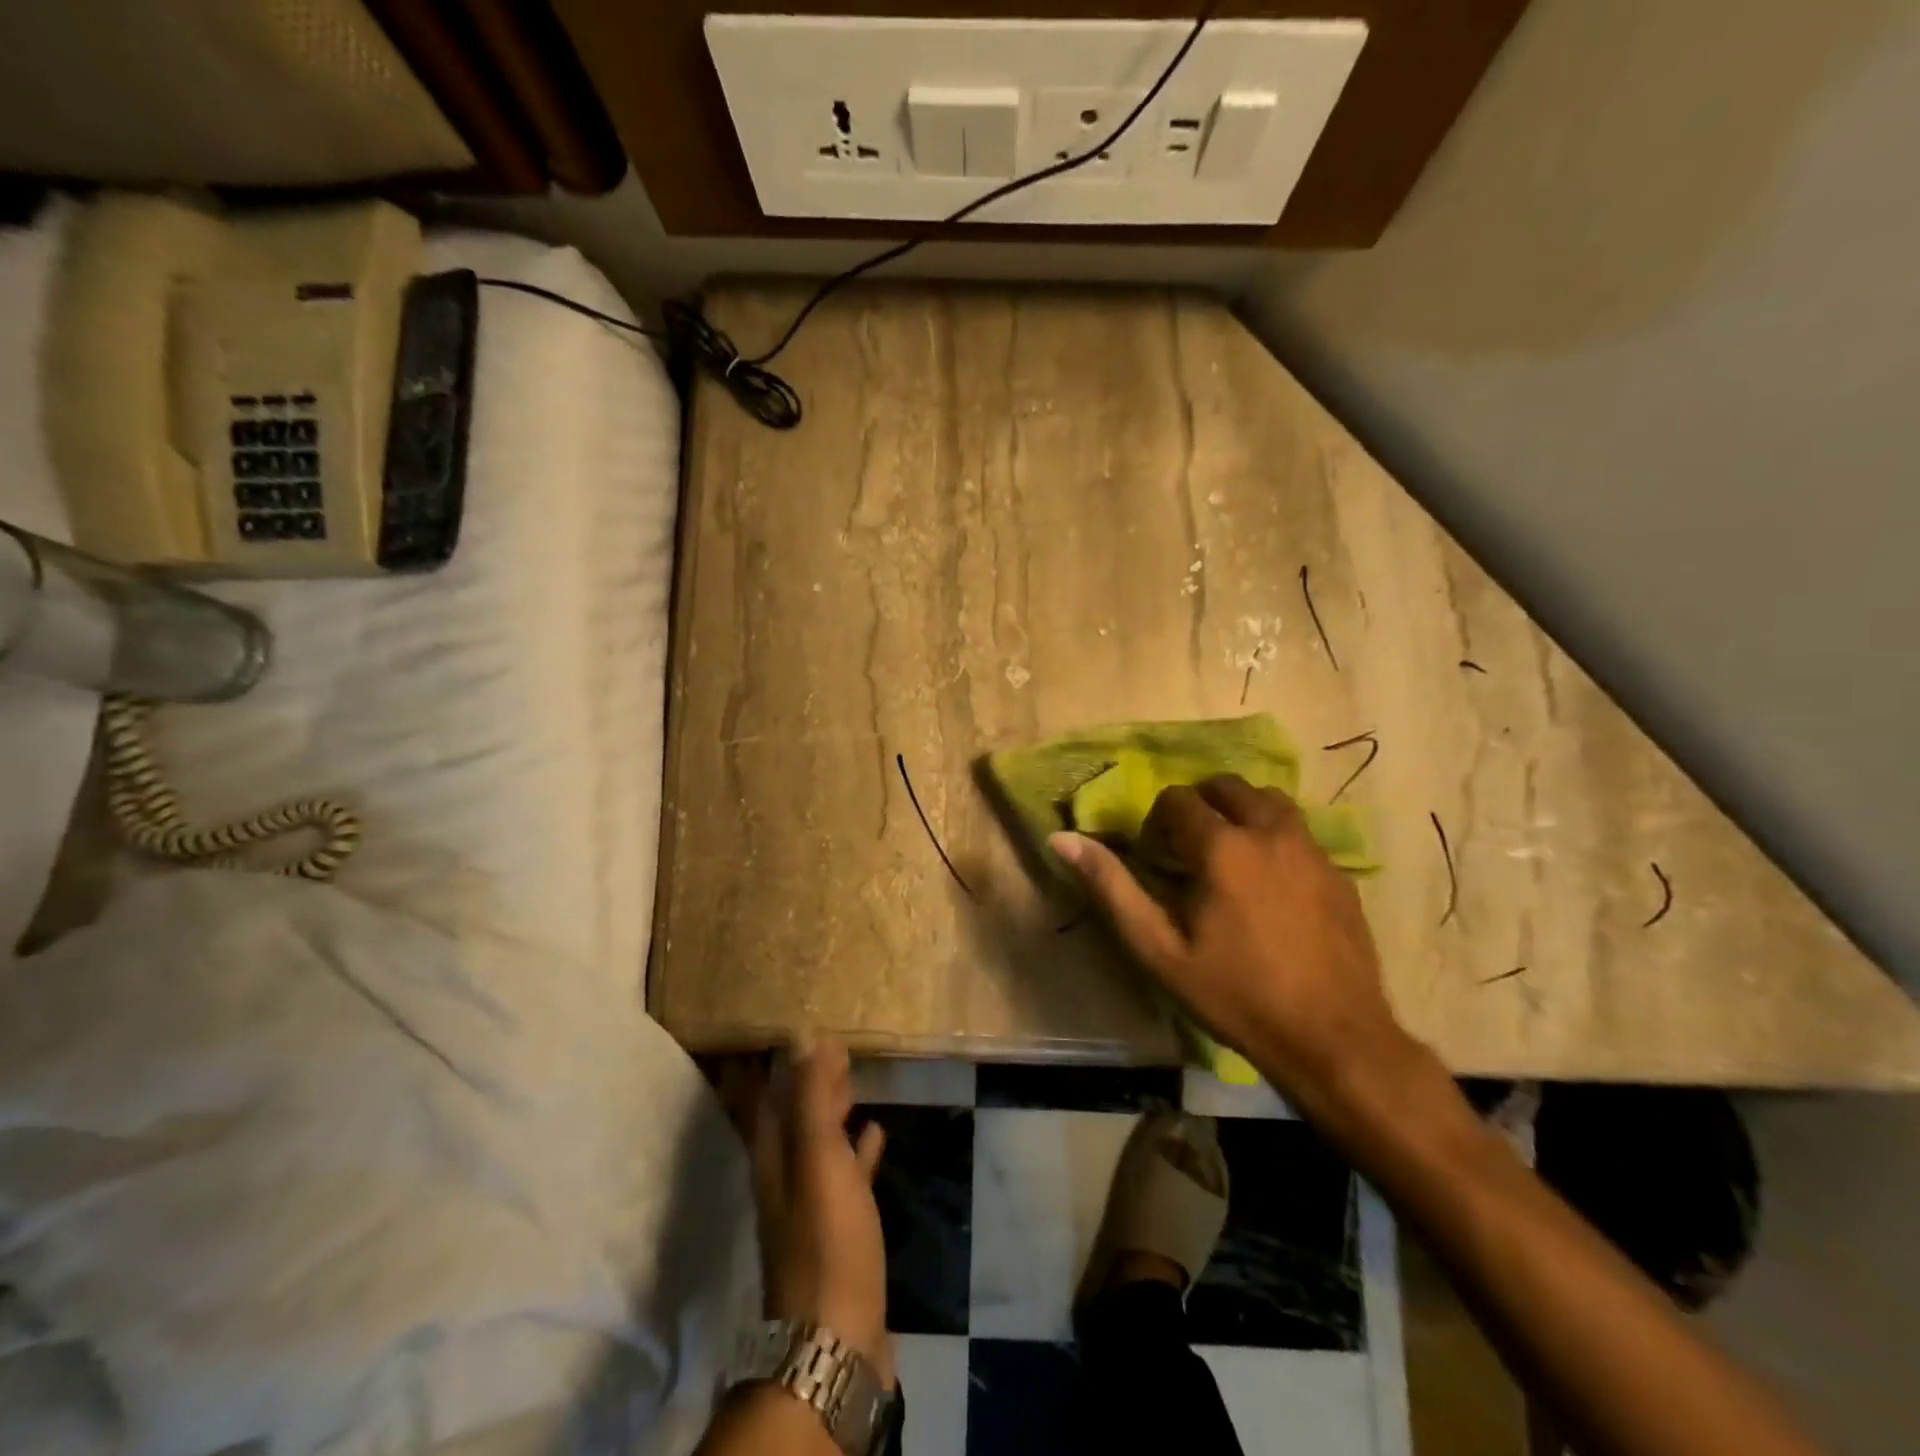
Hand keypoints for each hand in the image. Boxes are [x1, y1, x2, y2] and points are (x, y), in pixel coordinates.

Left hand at [749, 1037, 894, 1388]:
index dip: (784, 1064)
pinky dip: (858, 1149)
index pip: (771, 1097)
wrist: (838, 1339)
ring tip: (854, 1081)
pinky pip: (847, 1174)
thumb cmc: (827, 1239)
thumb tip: (803, 1037)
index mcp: (774, 1159)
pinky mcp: (842, 1230)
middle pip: (795, 1118)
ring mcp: (813, 1207)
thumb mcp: (817, 1159)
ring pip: (820, 1144)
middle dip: (810, 1082)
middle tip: (835, 1047)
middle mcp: (787, 1178)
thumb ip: (811, 1098)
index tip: (802, 1030)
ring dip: (834, 1112)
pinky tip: (876, 1133)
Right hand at [1052, 775, 1412, 1121]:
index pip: (1179, 798)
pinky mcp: (1340, 872)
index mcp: (1223, 847)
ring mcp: (1312, 850)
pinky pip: (1300, 832)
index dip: (1158, 822)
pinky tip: (1270, 884)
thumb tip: (1063, 838)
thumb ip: (1111, 888)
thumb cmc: (1236, 995)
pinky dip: (1274, 837)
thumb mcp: (1159, 949)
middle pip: (1228, 787)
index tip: (1157, 858)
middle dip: (1200, 806)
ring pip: (1270, 801)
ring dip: (1241, 813)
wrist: (1333, 1039)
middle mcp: (1270, 833)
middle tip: (1188, 849)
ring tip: (1229, 855)